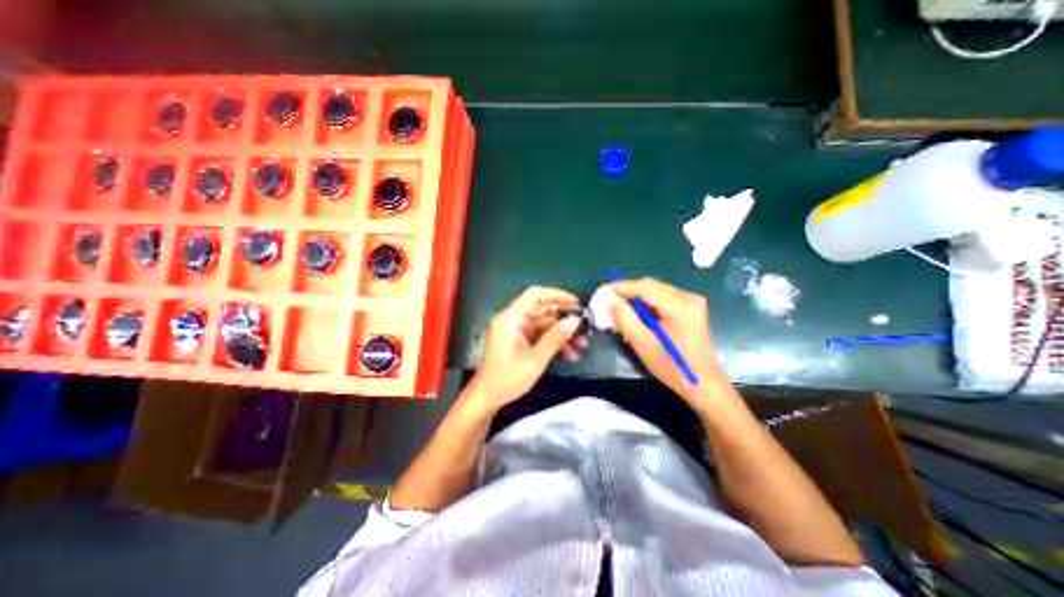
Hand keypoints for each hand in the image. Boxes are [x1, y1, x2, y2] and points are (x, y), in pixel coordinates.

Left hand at [468, 288, 589, 412]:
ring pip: (545, 324)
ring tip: (582, 345)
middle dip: (564, 319)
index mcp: (511, 319)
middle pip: (543, 310)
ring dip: (563, 333)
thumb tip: (575, 320)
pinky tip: (571, 353)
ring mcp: (518, 330)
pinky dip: (555, 341)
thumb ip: (555, 338)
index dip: (556, 295)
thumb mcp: (535, 360)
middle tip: (585, 328)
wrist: (488, 397)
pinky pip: (542, 334)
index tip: (576, 303)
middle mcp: (514, 320)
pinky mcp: (521, 340)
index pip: (534, 295)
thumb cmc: (507, 379)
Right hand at [611, 278, 727, 400]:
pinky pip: (661, 299)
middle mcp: (688, 297)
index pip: (645, 287)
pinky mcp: (689, 309)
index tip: (602, 293)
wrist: (703, 384)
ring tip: (619, 311)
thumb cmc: (673, 367)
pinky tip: (636, 317)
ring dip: (636, 299)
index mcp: (680, 306)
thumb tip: (610, 300)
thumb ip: (625, 318)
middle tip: (608, 303)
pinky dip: (646, 306)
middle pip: (650, 286)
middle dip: (627, 293)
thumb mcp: (643, 344)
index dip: (622, 287)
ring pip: (655, 292)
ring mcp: (691, 302)